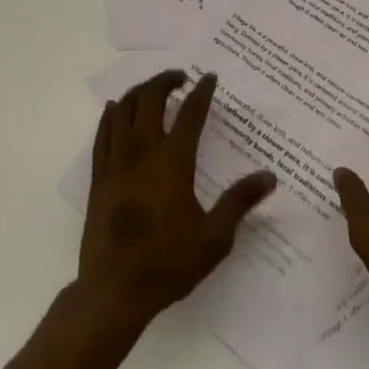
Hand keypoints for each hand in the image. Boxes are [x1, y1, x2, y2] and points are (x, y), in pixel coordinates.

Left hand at [77, 70, 275, 327]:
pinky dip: (112, 114)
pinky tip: (117, 111)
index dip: (202, 91)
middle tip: (180, 78)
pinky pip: (103, 132)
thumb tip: (270, 176)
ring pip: (123, 108)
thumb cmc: (167, 263)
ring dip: (140, 92)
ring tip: (153, 91)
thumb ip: (240, 201)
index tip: (209, 77)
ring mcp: (116, 161)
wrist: (113, 290)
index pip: (191, 112)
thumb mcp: (214, 237)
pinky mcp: (98, 176)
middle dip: (166, 80)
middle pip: (151, 98)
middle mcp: (143, 150)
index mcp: (173, 160)